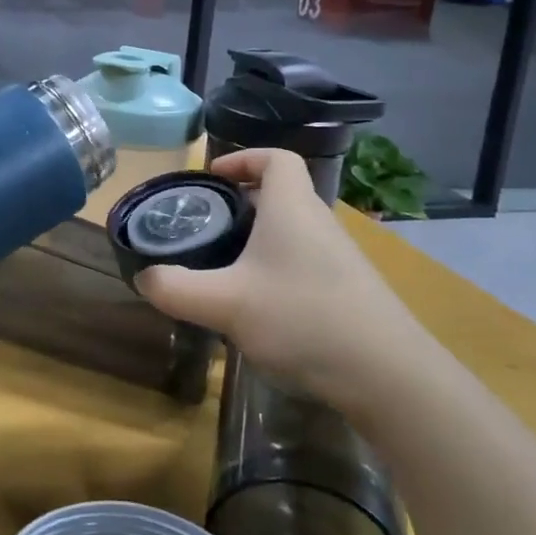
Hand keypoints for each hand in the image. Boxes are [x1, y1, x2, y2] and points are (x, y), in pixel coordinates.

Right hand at [135, 149, 437, 420]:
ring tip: (226, 268)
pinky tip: (261, 308)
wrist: (390, 376)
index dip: (243, 158)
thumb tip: (145, 277)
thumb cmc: (303, 319)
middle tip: (207, 226)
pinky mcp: (350, 290)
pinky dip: (278, 269)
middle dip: (241, 204)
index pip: (275, 158)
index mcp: (291, 207)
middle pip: (280, 194)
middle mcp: (318, 222)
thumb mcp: (226, 304)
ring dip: (259, 240)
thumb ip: (177, 289)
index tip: (212, 178)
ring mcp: (339, 258)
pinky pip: (305, 261)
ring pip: (292, 231)